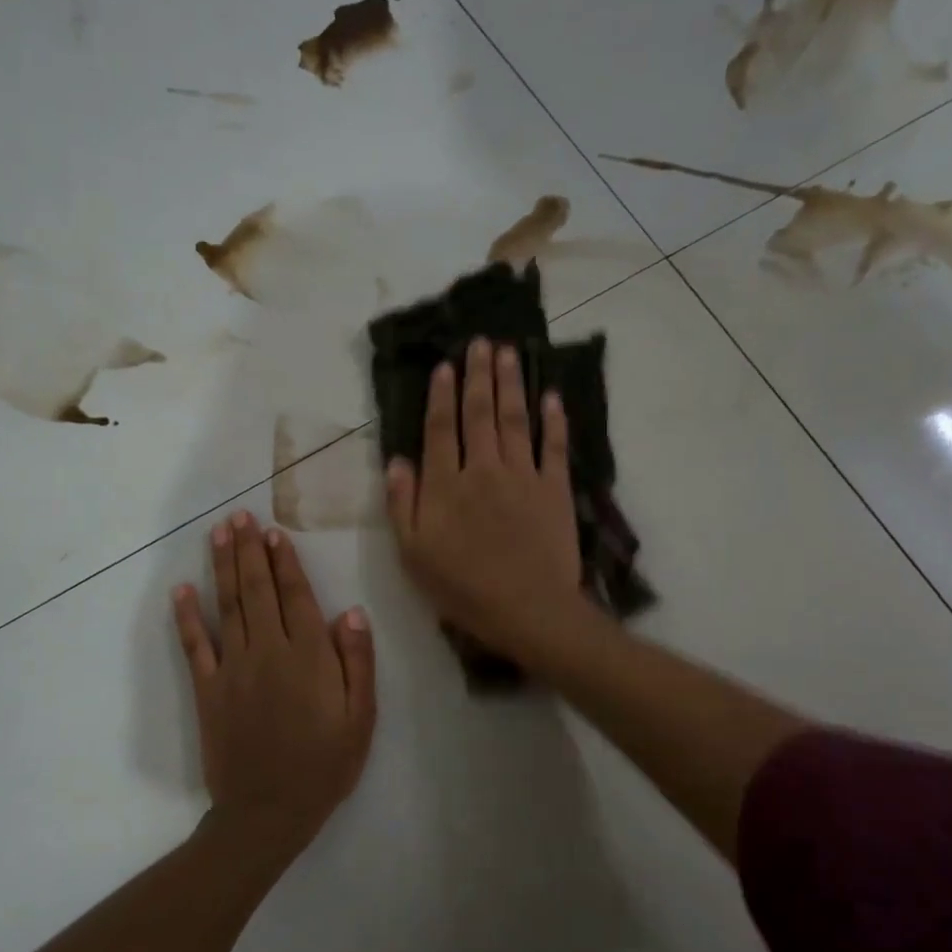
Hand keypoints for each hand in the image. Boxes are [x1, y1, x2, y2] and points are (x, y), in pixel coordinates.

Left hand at [173, 511, 375, 846]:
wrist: (269, 811)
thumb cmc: (325, 764)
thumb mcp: (361, 718)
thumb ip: (357, 662)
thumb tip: (351, 612)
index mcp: (308, 656)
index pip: (295, 596)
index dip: (285, 562)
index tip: (274, 531)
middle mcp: (268, 651)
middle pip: (257, 590)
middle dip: (249, 551)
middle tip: (240, 516)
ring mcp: (233, 668)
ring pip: (227, 606)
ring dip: (222, 567)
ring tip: (218, 533)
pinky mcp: (207, 690)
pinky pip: (195, 645)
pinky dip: (187, 616)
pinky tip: (181, 590)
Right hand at [386, 337, 587, 664]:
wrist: (526, 609)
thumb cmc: (462, 588)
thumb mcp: (413, 554)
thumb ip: (402, 504)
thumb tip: (397, 460)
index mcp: (445, 484)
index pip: (440, 428)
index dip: (441, 395)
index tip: (445, 366)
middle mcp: (483, 468)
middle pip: (479, 413)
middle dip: (478, 375)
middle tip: (481, 343)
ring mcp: (523, 475)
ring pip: (514, 419)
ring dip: (511, 383)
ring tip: (509, 353)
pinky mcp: (555, 488)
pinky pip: (554, 446)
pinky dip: (554, 420)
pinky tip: (552, 397)